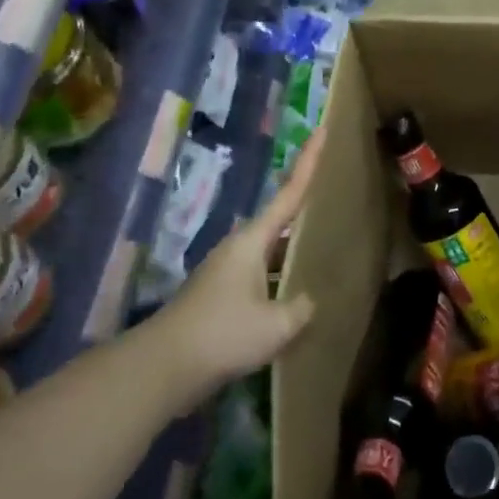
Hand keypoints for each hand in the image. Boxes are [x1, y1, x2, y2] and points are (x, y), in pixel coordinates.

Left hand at [154, 134, 321, 397]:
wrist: (162, 368)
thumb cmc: (223, 334)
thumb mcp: (277, 324)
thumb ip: (301, 307)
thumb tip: (307, 301)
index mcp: (253, 240)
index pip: (289, 193)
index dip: (309, 162)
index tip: (322, 130)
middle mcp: (239, 248)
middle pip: (280, 220)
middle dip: (306, 208)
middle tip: (337, 195)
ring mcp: (227, 273)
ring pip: (271, 253)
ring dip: (294, 251)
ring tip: (325, 252)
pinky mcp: (220, 298)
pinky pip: (261, 277)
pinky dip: (281, 280)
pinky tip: (296, 299)